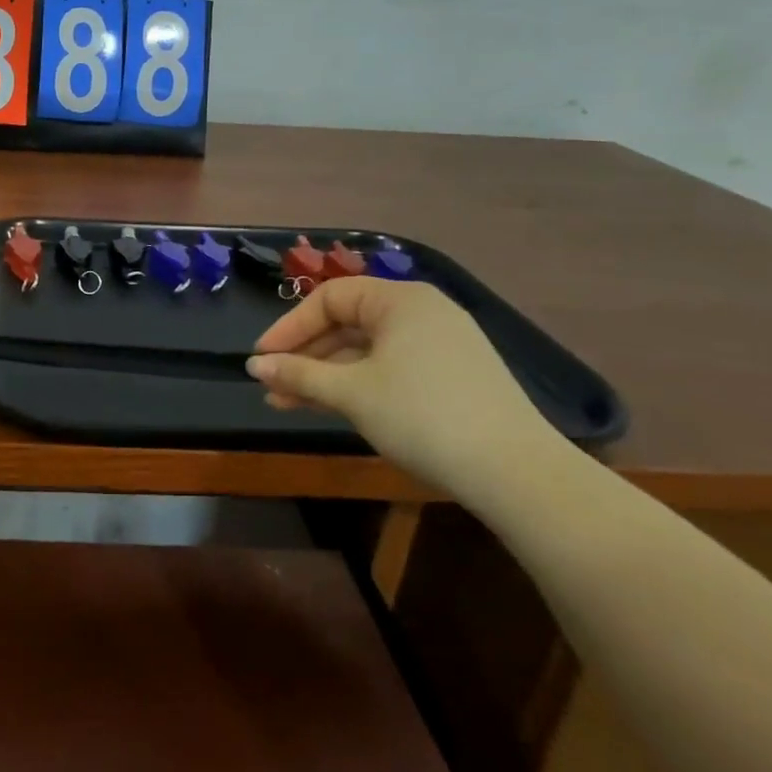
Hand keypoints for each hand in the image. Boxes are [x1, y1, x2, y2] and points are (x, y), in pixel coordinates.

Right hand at [247, 277, 560, 500]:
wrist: (516, 473)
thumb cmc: (422, 415)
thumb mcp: (351, 393)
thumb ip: (299, 374)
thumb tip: (255, 366)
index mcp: (400, 300)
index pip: (329, 298)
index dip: (289, 326)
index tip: (262, 358)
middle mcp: (422, 312)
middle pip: (347, 323)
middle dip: (305, 356)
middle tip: (271, 384)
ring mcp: (442, 345)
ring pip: (367, 351)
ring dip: (326, 375)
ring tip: (288, 404)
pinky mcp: (454, 376)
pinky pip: (391, 368)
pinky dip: (358, 384)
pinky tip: (332, 407)